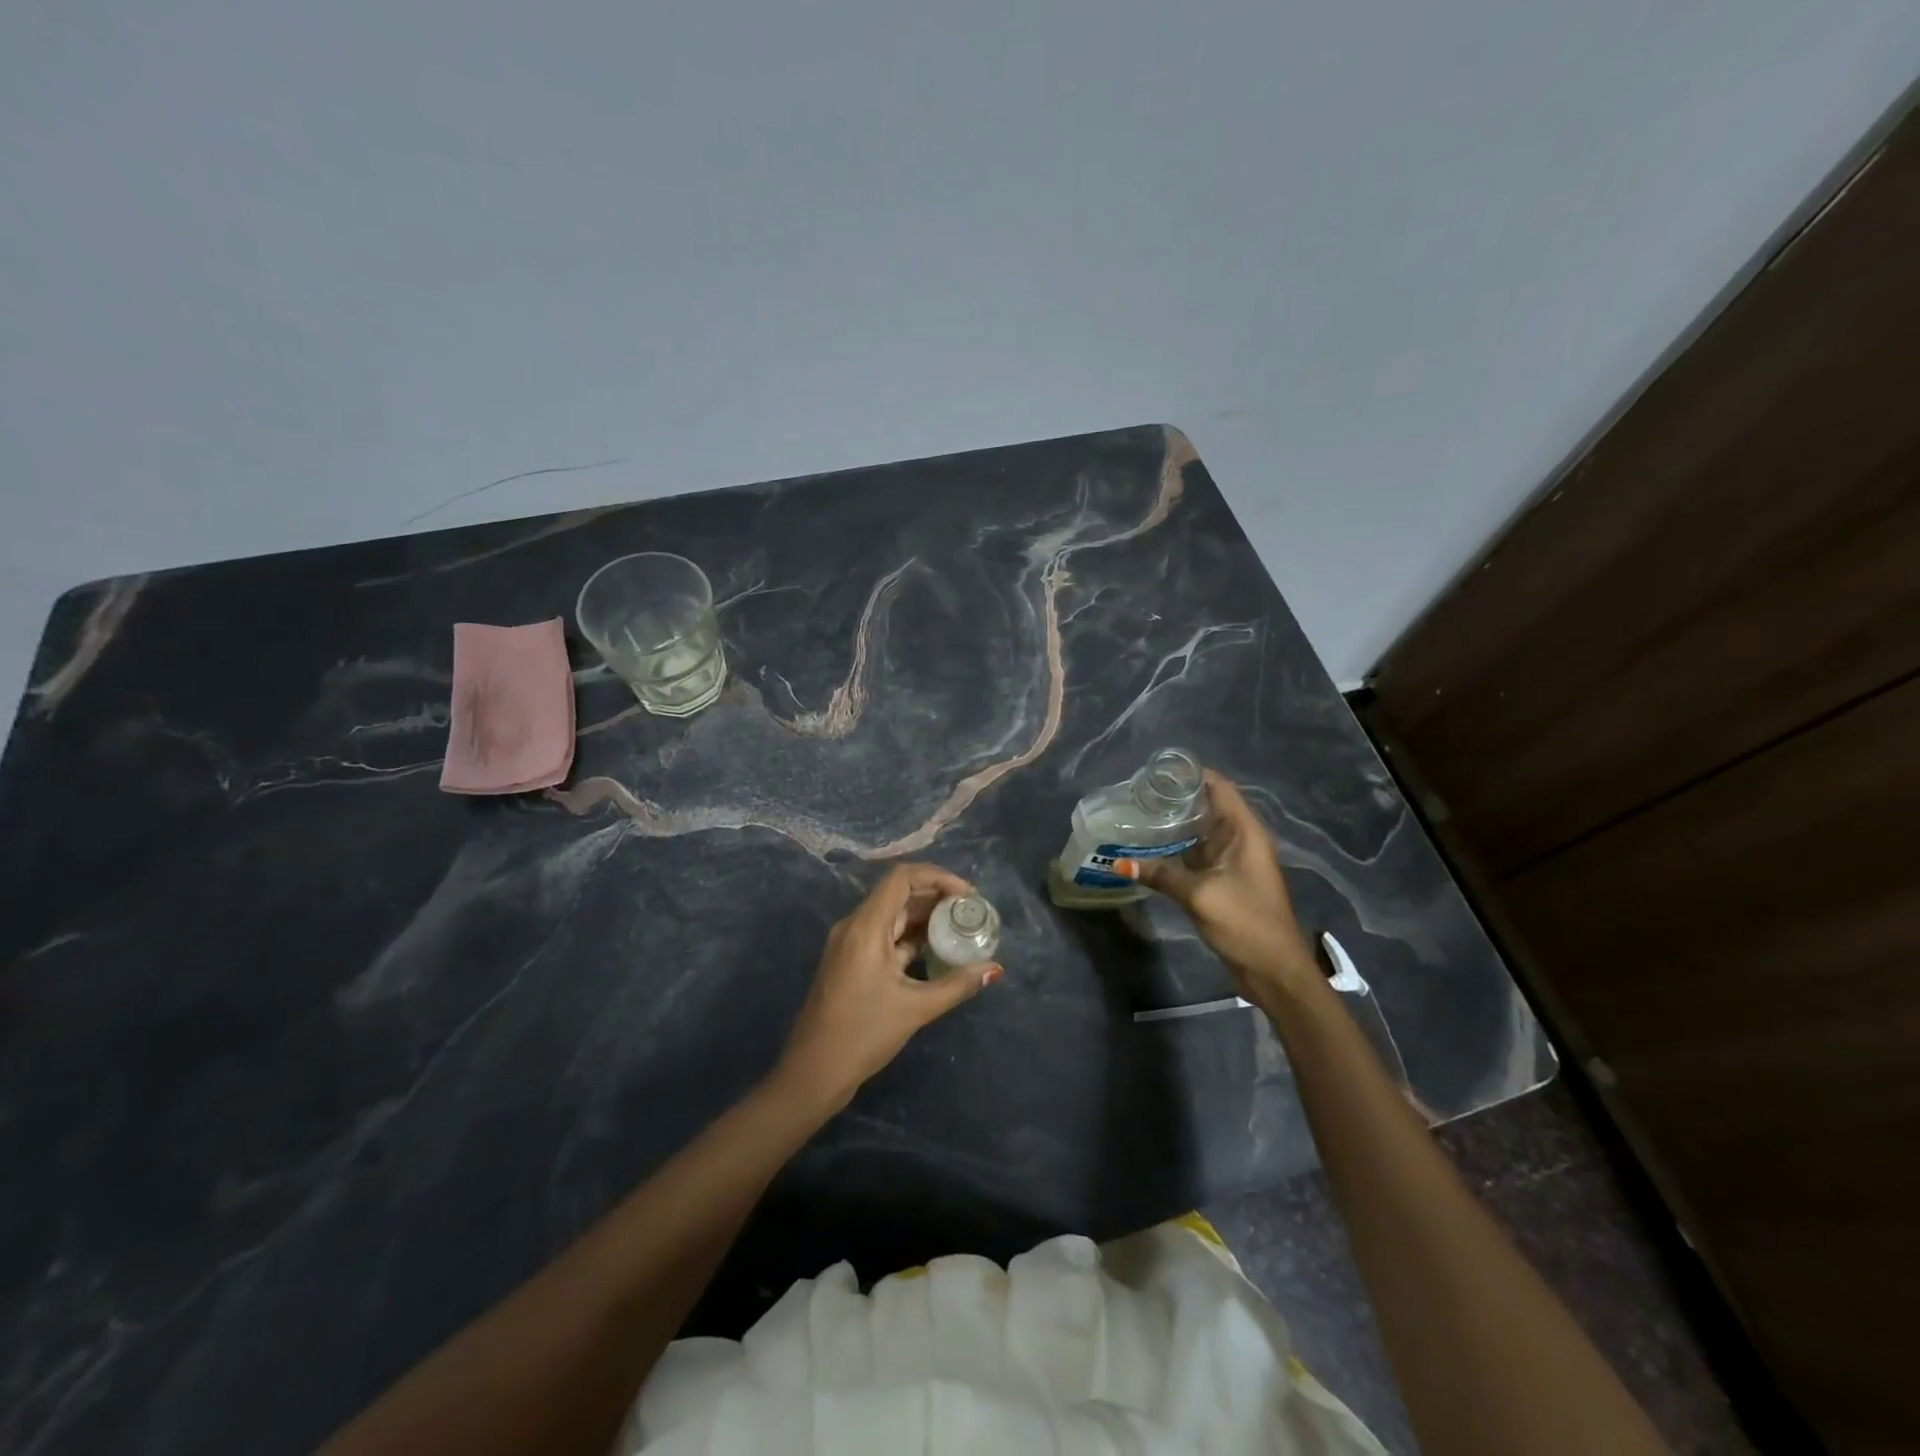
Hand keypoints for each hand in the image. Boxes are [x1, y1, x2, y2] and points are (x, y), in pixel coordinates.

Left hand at [776, 863, 1001, 1112]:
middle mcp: (855, 926)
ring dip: (925, 918)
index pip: (902, 878)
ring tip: (960, 928)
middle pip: (898, 894)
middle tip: (969, 912)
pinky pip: (885, 936)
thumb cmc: (862, 1034)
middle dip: (936, 897)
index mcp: (866, 926)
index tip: (967, 895)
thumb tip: (994, 969)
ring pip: (892, 915)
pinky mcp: (851, 961)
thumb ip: (957, 984)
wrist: (812, 1072)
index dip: (938, 877)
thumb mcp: (915, 1008)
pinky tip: (936, 950)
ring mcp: (851, 944)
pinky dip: (911, 937)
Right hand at [1116, 771, 1319, 1000]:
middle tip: (1136, 794)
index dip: (1190, 774)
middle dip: (1175, 797)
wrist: (1274, 971)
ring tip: (1137, 814)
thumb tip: (1121, 863)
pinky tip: (1150, 848)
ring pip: (1200, 830)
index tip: (1155, 771)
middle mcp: (1241, 839)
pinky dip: (1177, 847)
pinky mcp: (1224, 879)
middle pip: (1207, 805)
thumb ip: (1162, 875)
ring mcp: (1233, 860)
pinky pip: (1198, 853)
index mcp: (1245, 832)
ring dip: (1174, 823)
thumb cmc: (1246, 923)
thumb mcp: (1200, 896)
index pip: (1219, 787)